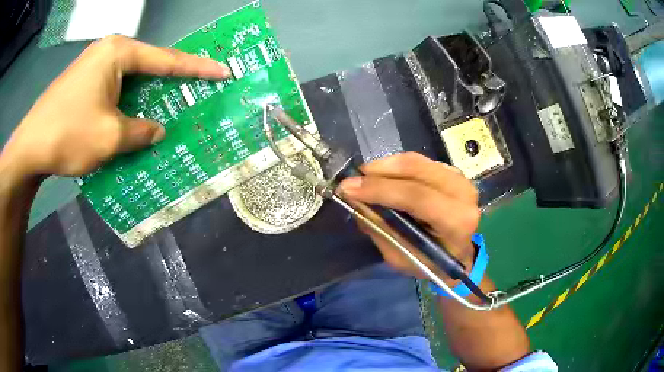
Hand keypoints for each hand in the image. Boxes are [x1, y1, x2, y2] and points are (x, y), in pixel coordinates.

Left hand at [0, 35, 229, 181]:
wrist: (29, 147)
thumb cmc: (68, 135)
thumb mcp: (110, 137)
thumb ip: (140, 131)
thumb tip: (157, 131)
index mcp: (118, 52)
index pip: (165, 59)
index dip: (196, 68)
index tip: (222, 70)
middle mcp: (107, 51)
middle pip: (147, 66)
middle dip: (169, 81)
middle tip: (193, 91)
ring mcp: (93, 66)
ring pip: (129, 79)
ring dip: (145, 95)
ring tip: (165, 107)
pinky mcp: (82, 82)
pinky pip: (113, 89)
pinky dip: (126, 103)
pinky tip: (132, 116)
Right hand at [339, 152, 479, 281]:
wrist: (460, 256)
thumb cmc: (432, 263)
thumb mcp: (402, 258)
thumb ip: (381, 229)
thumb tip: (356, 201)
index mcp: (457, 220)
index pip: (417, 196)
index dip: (379, 189)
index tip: (347, 188)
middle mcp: (463, 193)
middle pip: (416, 169)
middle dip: (378, 171)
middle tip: (353, 180)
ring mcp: (459, 178)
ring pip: (416, 161)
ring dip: (385, 166)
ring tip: (364, 177)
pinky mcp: (452, 172)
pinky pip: (419, 162)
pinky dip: (397, 166)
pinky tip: (384, 176)